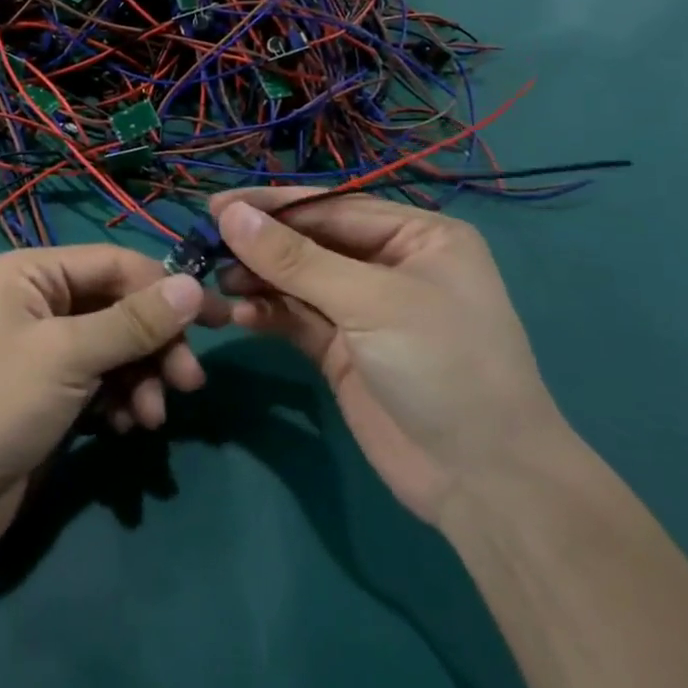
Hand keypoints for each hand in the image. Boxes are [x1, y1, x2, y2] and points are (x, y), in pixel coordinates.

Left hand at [0, 246, 226, 556]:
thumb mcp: (69, 355)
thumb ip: (134, 321)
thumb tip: (192, 286)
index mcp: (29, 272)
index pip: (114, 263)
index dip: (165, 289)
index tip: (215, 320)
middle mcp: (36, 300)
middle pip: (118, 307)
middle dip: (155, 344)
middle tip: (190, 383)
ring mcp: (43, 348)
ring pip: (115, 348)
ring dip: (142, 379)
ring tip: (152, 418)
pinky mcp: (50, 391)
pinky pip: (101, 381)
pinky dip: (121, 400)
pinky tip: (127, 428)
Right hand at [210, 189, 570, 528]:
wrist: (483, 481)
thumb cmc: (441, 367)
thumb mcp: (370, 302)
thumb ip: (295, 258)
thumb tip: (230, 214)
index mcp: (417, 237)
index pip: (332, 207)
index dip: (273, 206)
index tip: (217, 206)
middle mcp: (390, 265)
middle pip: (310, 241)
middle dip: (261, 243)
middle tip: (205, 243)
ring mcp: (364, 310)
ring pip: (297, 280)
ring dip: (258, 278)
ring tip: (217, 280)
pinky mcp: (343, 350)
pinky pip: (295, 318)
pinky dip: (267, 313)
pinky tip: (239, 314)